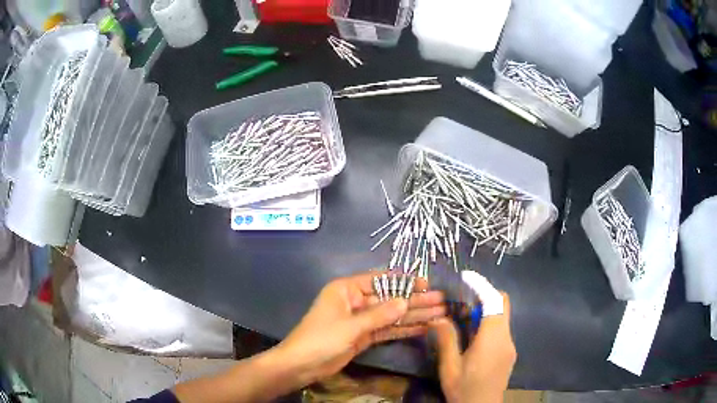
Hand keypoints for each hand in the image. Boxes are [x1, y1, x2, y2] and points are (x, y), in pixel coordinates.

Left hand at [276, 271, 445, 383]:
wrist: (302, 365)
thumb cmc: (321, 339)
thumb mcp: (351, 326)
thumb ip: (380, 315)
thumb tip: (406, 301)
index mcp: (347, 289)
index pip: (380, 280)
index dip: (404, 281)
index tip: (427, 283)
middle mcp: (355, 301)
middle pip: (390, 299)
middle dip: (415, 301)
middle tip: (441, 301)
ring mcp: (360, 320)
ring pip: (391, 316)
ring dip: (413, 316)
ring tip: (439, 314)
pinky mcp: (363, 336)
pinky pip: (386, 330)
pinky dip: (403, 330)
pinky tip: (422, 328)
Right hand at [431, 293, 515, 402]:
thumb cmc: (464, 390)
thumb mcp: (450, 367)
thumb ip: (447, 340)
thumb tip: (438, 317)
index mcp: (493, 339)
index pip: (495, 301)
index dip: (481, 285)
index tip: (465, 277)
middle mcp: (506, 338)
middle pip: (502, 304)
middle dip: (484, 295)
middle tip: (461, 298)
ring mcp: (510, 345)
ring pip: (502, 316)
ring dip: (485, 310)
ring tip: (462, 316)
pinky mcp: (508, 353)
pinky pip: (501, 329)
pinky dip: (488, 323)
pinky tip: (471, 336)